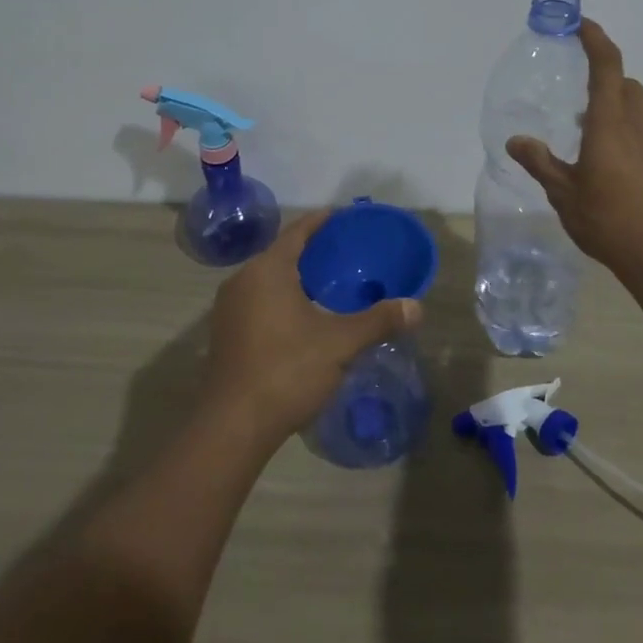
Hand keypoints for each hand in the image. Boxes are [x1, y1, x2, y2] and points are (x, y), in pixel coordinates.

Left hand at [202, 209, 421, 448]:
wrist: (233, 426)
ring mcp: (229, 309)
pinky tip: (305, 317)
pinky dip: (282, 299)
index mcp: (267, 271)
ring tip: (330, 285)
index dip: (322, 221)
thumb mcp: (340, 344)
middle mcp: (242, 281)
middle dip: (312, 252)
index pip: (297, 232)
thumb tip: (417, 307)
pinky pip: (259, 302)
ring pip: (268, 280)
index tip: (344, 216)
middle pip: (281, 254)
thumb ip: (378, 321)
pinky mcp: (226, 335)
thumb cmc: (287, 370)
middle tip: (346, 254)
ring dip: (296, 278)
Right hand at [507, 18, 642, 278]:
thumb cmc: (609, 218)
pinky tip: (601, 159)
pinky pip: (639, 130)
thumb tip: (515, 140)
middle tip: (575, 83)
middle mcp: (636, 124)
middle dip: (602, 72)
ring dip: (611, 103)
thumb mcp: (563, 192)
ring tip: (581, 127)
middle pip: (624, 82)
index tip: (579, 23)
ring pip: (634, 106)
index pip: (606, 64)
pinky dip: (620, 127)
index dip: (595, 38)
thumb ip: (540, 162)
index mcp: (610, 122)